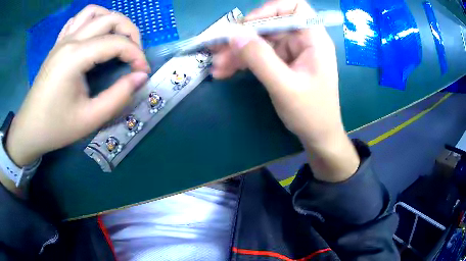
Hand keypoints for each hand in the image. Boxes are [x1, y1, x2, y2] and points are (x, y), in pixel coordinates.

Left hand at [6, 5, 149, 166]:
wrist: (29, 129)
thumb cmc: (56, 127)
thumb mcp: (90, 119)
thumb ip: (118, 96)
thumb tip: (140, 77)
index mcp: (75, 57)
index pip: (116, 42)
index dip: (136, 54)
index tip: (143, 72)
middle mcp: (70, 40)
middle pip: (110, 18)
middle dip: (130, 32)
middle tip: (135, 54)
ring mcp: (62, 40)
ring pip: (94, 12)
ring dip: (111, 20)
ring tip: (117, 39)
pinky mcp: (58, 45)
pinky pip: (78, 20)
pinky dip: (92, 20)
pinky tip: (94, 35)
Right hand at [212, 0, 359, 180]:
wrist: (318, 137)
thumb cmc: (310, 113)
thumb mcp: (284, 86)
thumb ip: (259, 58)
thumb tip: (233, 33)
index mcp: (314, 40)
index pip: (295, 7)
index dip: (271, 9)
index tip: (248, 25)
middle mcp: (303, 40)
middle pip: (270, 24)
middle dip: (244, 36)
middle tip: (219, 50)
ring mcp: (292, 52)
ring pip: (260, 40)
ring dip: (238, 52)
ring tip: (218, 67)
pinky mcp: (282, 63)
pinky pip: (259, 55)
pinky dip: (243, 61)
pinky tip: (225, 72)